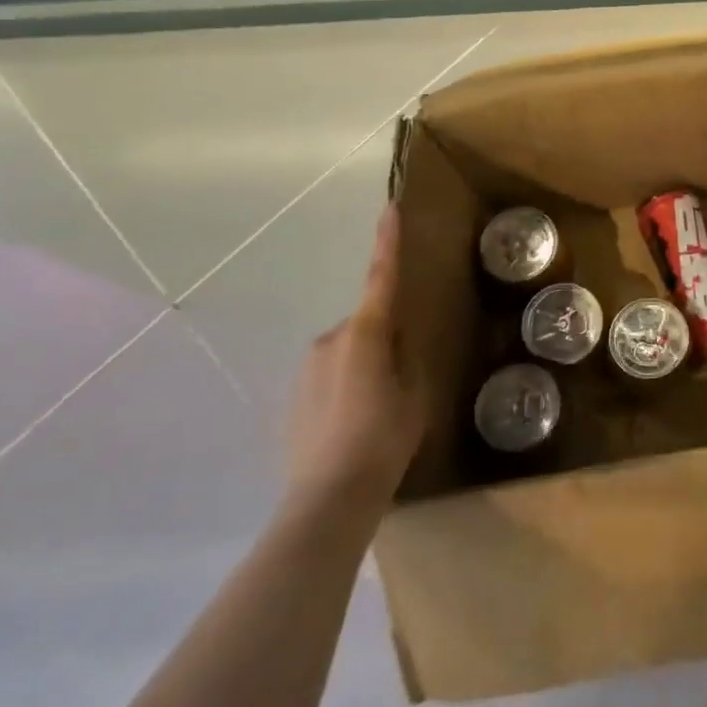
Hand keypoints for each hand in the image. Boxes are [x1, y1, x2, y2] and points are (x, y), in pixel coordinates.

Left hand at [284, 203, 424, 522]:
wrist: (328, 498)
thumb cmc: (384, 439)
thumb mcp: (415, 394)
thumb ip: (406, 358)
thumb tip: (396, 343)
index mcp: (365, 333)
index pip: (381, 277)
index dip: (387, 241)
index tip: (389, 207)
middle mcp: (329, 340)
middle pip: (366, 325)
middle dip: (383, 340)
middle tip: (402, 379)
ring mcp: (305, 369)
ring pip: (346, 353)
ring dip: (362, 368)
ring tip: (378, 411)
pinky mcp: (290, 398)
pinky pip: (327, 378)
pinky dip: (343, 390)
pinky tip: (353, 426)